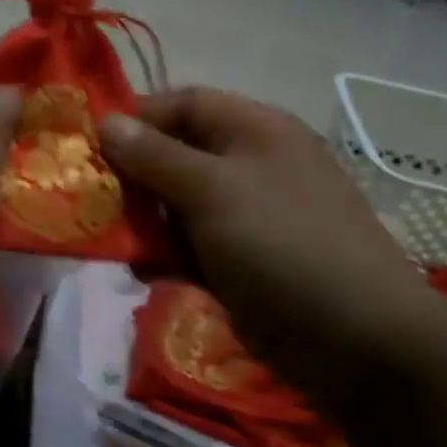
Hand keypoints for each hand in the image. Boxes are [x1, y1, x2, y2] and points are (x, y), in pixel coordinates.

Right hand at [100, 88, 446, 406]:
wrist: (358, 341)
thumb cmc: (282, 246)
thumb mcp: (212, 192)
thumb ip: (155, 156)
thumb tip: (107, 122)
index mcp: (255, 131)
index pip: (183, 104)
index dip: (136, 120)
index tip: (89, 148)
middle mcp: (252, 165)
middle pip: (176, 155)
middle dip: (133, 178)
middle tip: (94, 203)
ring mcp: (250, 216)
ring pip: (178, 205)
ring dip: (146, 223)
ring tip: (120, 246)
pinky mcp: (244, 260)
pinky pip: (192, 245)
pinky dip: (167, 256)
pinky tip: (150, 275)